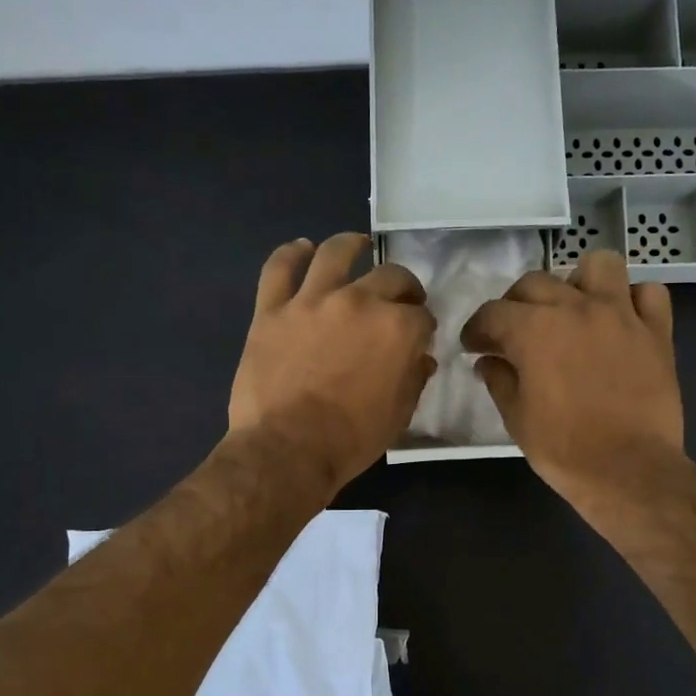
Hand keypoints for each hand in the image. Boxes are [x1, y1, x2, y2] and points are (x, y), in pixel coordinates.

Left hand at [229, 233, 435, 490]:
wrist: (286, 450)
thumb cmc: (350, 439)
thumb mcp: (398, 416)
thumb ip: (414, 379)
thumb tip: (422, 358)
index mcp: (396, 329)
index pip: (421, 316)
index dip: (424, 327)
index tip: (420, 338)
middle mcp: (359, 302)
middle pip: (390, 276)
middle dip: (403, 286)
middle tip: (401, 299)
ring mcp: (311, 301)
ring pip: (335, 253)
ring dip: (351, 245)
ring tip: (357, 245)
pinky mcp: (271, 310)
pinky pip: (278, 268)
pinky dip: (290, 253)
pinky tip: (301, 248)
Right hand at [461, 249, 684, 504]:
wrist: (628, 469)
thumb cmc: (563, 448)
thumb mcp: (516, 418)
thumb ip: (499, 380)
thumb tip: (489, 361)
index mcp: (534, 329)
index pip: (492, 312)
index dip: (477, 329)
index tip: (474, 347)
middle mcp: (576, 307)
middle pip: (536, 282)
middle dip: (516, 305)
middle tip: (514, 333)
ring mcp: (621, 314)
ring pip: (598, 266)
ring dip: (579, 282)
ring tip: (573, 310)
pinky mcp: (656, 331)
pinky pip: (648, 293)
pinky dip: (633, 301)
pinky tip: (621, 321)